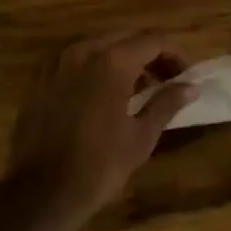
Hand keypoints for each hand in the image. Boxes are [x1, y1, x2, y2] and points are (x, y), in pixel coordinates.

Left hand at [0, 31, 198, 230]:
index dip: (174, 55)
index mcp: (111, 62)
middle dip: (148, 54)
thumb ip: (166, 104)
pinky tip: (100, 93)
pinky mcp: (39, 78)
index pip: (152, 42)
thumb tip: (190, 87)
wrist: (41, 192)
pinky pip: (73, 61)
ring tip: (136, 88)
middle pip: (124, 38)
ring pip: (97, 46)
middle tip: (165, 80)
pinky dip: (93, 67)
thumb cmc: (99, 166)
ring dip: (121, 59)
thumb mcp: (141, 137)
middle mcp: (83, 51)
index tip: (185, 76)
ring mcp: (57, 63)